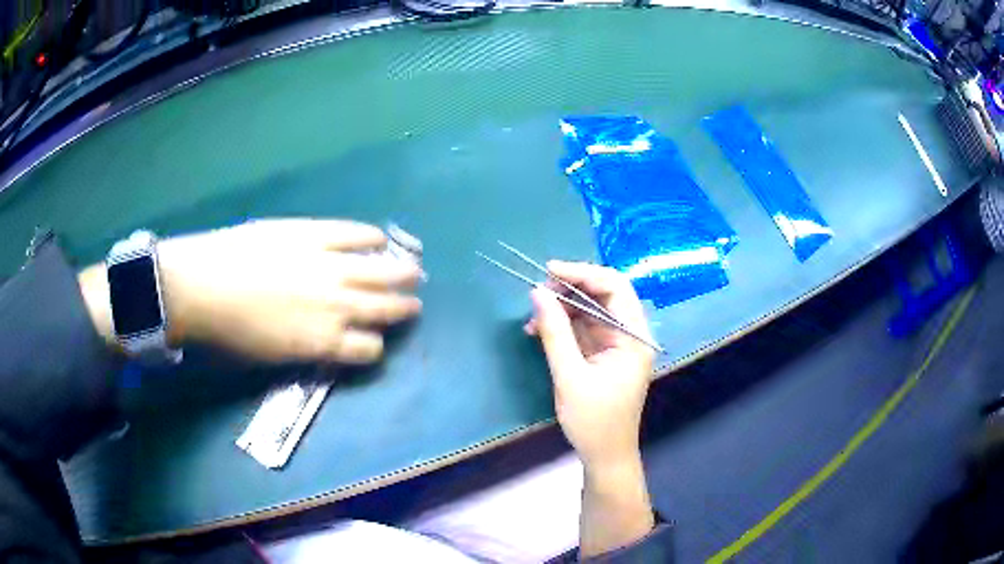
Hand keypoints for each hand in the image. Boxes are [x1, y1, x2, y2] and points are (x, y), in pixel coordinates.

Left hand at [80, 219, 422, 363]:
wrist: (201, 285)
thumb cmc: (229, 331)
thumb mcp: (270, 357)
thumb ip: (305, 350)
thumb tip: (324, 343)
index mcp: (322, 342)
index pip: (367, 349)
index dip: (374, 347)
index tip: (374, 342)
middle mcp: (336, 306)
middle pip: (383, 309)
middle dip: (402, 309)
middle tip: (414, 303)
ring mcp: (328, 266)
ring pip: (379, 272)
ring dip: (401, 275)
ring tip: (415, 273)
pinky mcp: (313, 234)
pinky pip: (353, 235)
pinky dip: (370, 238)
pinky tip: (379, 239)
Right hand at [525, 260, 654, 467]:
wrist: (605, 455)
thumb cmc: (594, 421)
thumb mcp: (570, 376)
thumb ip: (555, 332)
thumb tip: (537, 292)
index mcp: (634, 337)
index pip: (615, 287)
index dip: (583, 273)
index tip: (550, 270)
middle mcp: (630, 334)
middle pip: (604, 294)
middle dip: (570, 288)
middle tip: (538, 292)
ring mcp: (617, 343)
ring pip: (592, 309)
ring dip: (563, 307)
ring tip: (534, 316)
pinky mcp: (604, 353)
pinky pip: (584, 327)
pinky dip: (563, 324)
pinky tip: (539, 329)